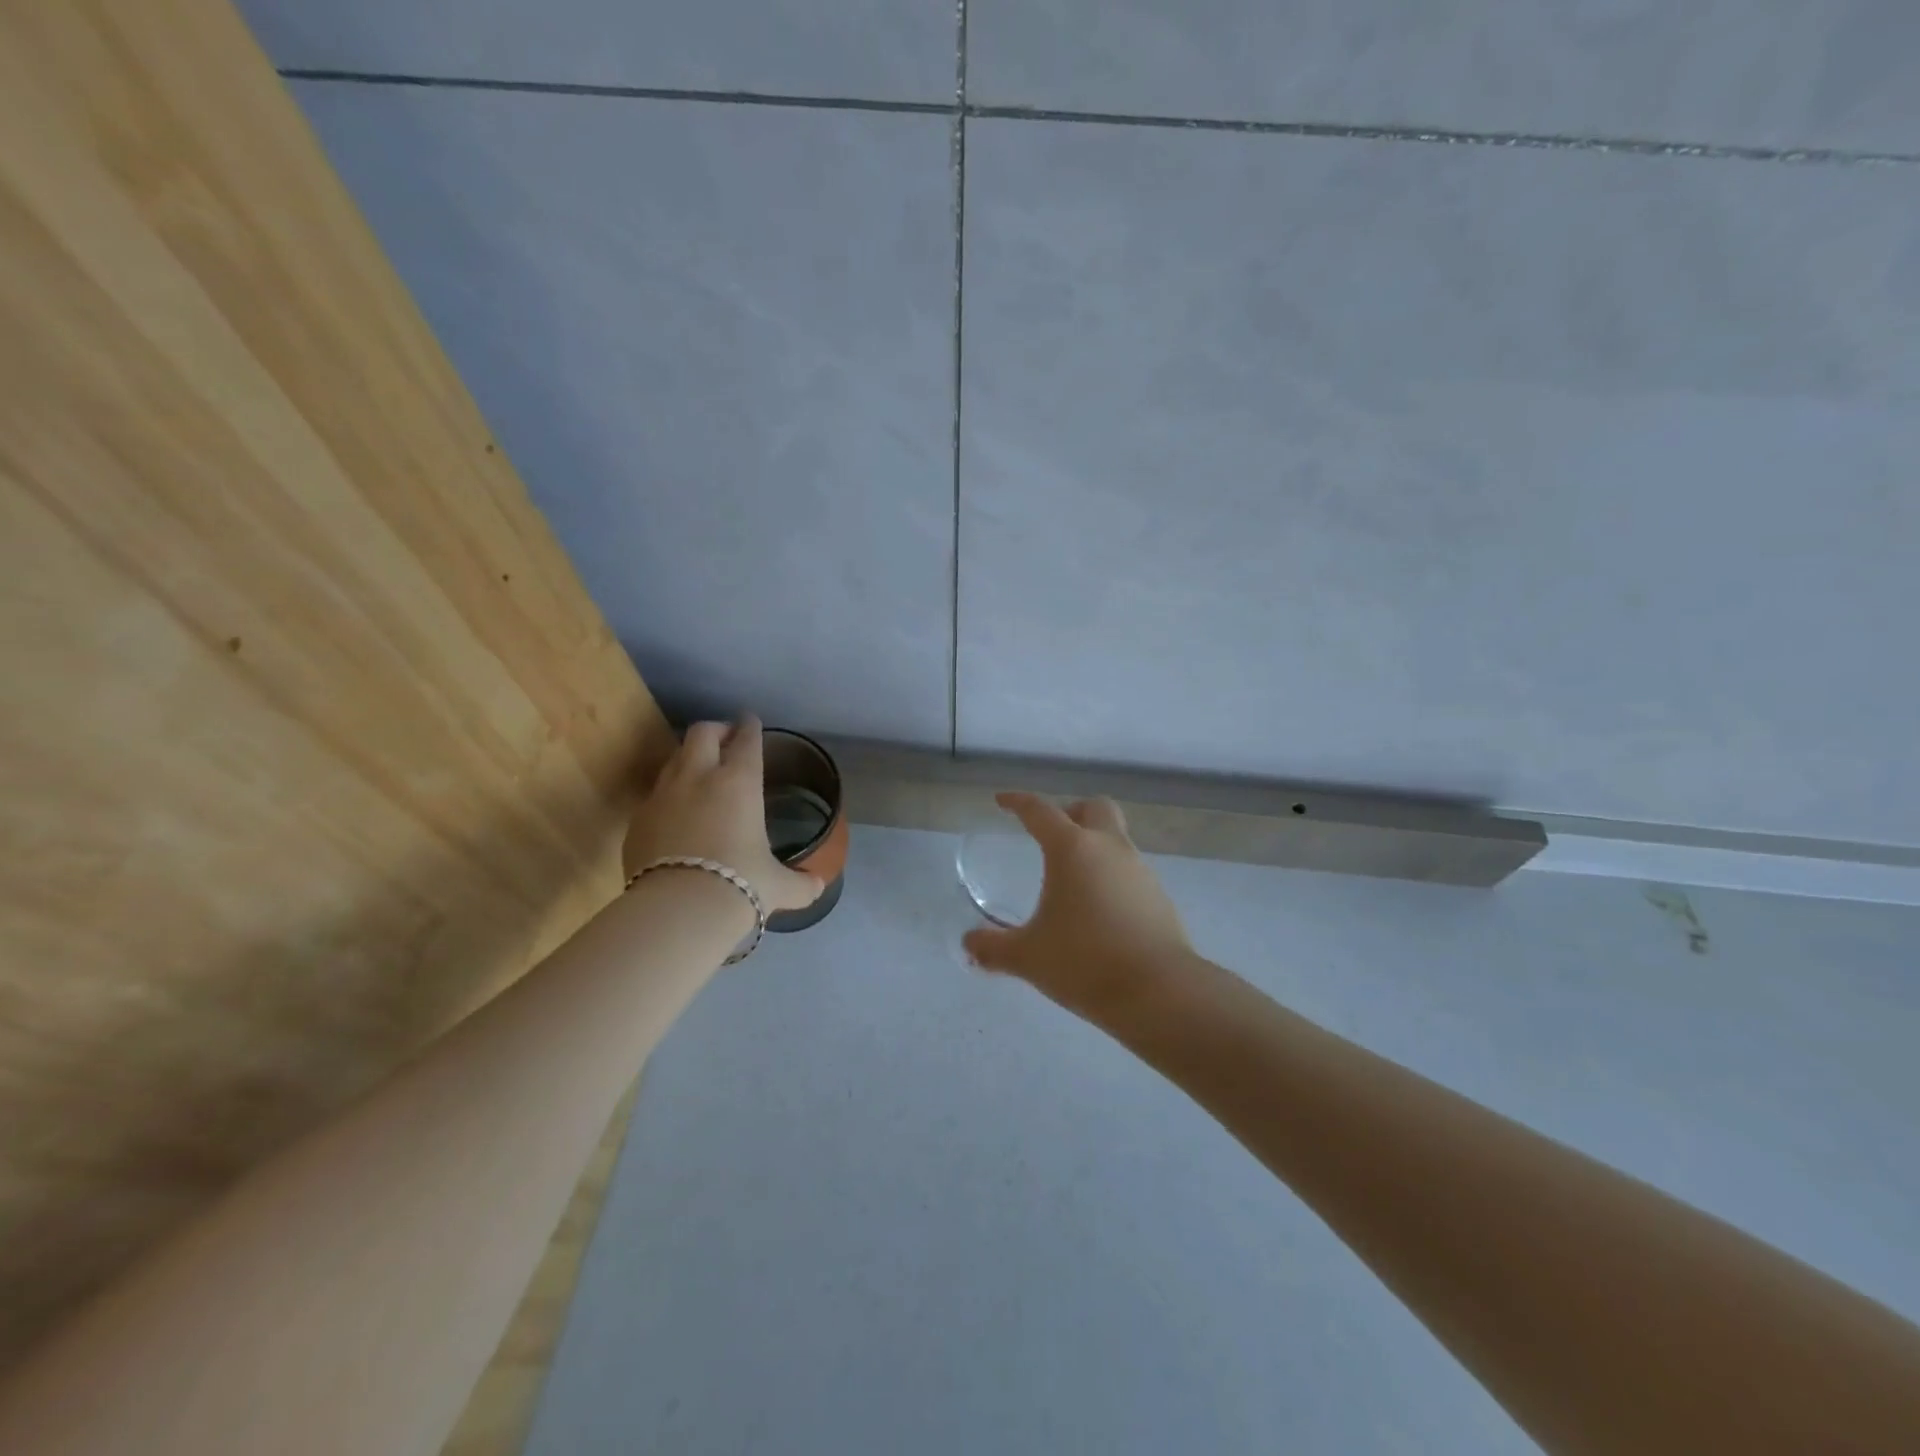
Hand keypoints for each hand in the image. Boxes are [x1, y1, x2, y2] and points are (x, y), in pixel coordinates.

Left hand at [622, 716, 822, 915]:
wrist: (677, 910)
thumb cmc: (739, 885)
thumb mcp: (779, 886)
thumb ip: (800, 884)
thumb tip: (817, 887)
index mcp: (739, 782)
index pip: (746, 740)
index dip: (750, 727)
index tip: (750, 720)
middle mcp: (698, 778)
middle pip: (702, 733)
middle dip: (716, 730)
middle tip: (726, 739)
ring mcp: (662, 795)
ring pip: (673, 758)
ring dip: (689, 758)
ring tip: (700, 772)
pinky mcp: (637, 819)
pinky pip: (654, 795)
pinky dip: (668, 794)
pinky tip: (676, 814)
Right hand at [962, 792, 1193, 1017]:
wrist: (1158, 992)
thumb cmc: (1084, 962)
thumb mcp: (1028, 956)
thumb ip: (993, 948)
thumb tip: (968, 945)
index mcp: (1072, 849)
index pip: (1040, 811)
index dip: (1018, 802)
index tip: (1003, 801)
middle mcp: (1109, 848)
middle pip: (1094, 808)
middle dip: (1071, 812)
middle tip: (1051, 835)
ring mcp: (1140, 870)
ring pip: (1116, 839)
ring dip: (1094, 846)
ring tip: (1071, 882)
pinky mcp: (1159, 897)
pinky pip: (1130, 871)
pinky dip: (1111, 877)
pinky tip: (1098, 910)